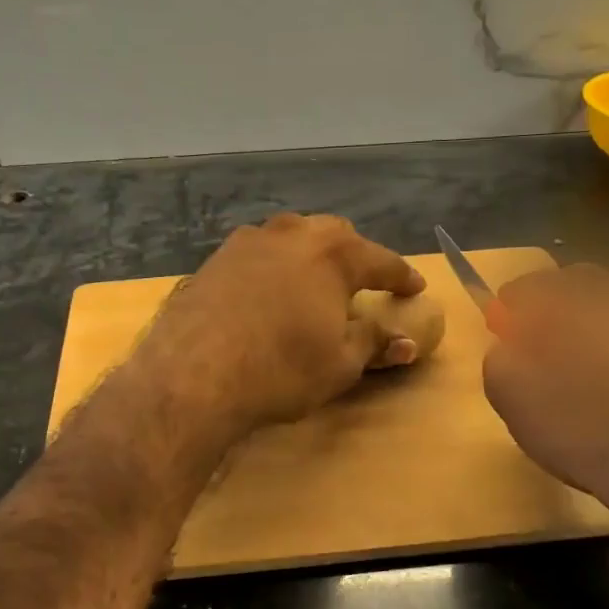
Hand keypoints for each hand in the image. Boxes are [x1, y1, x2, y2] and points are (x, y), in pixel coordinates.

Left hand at [132, 214, 424, 433]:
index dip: (401, 276)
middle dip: (354, 257)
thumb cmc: (280, 370)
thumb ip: (374, 344)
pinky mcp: (215, 258)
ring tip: (313, 283)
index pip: (381, 261)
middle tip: (361, 284)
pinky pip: (257, 254)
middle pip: (335, 237)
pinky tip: (267, 292)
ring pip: (292, 238)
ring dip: (309, 256)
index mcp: (333, 254)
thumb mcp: (339, 365)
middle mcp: (292, 234)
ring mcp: (248, 241)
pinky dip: (273, 268)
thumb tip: (407, 342)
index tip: (415, 287)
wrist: (193, 373)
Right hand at [482, 265, 608, 533]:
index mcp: (563, 298)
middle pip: (576, 285)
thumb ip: (500, 357)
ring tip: (600, 360)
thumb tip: (509, 343)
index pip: (525, 287)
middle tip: (551, 346)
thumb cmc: (585, 432)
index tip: (507, 335)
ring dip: (604, 319)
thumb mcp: (513, 400)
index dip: (512, 312)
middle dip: (559, 308)